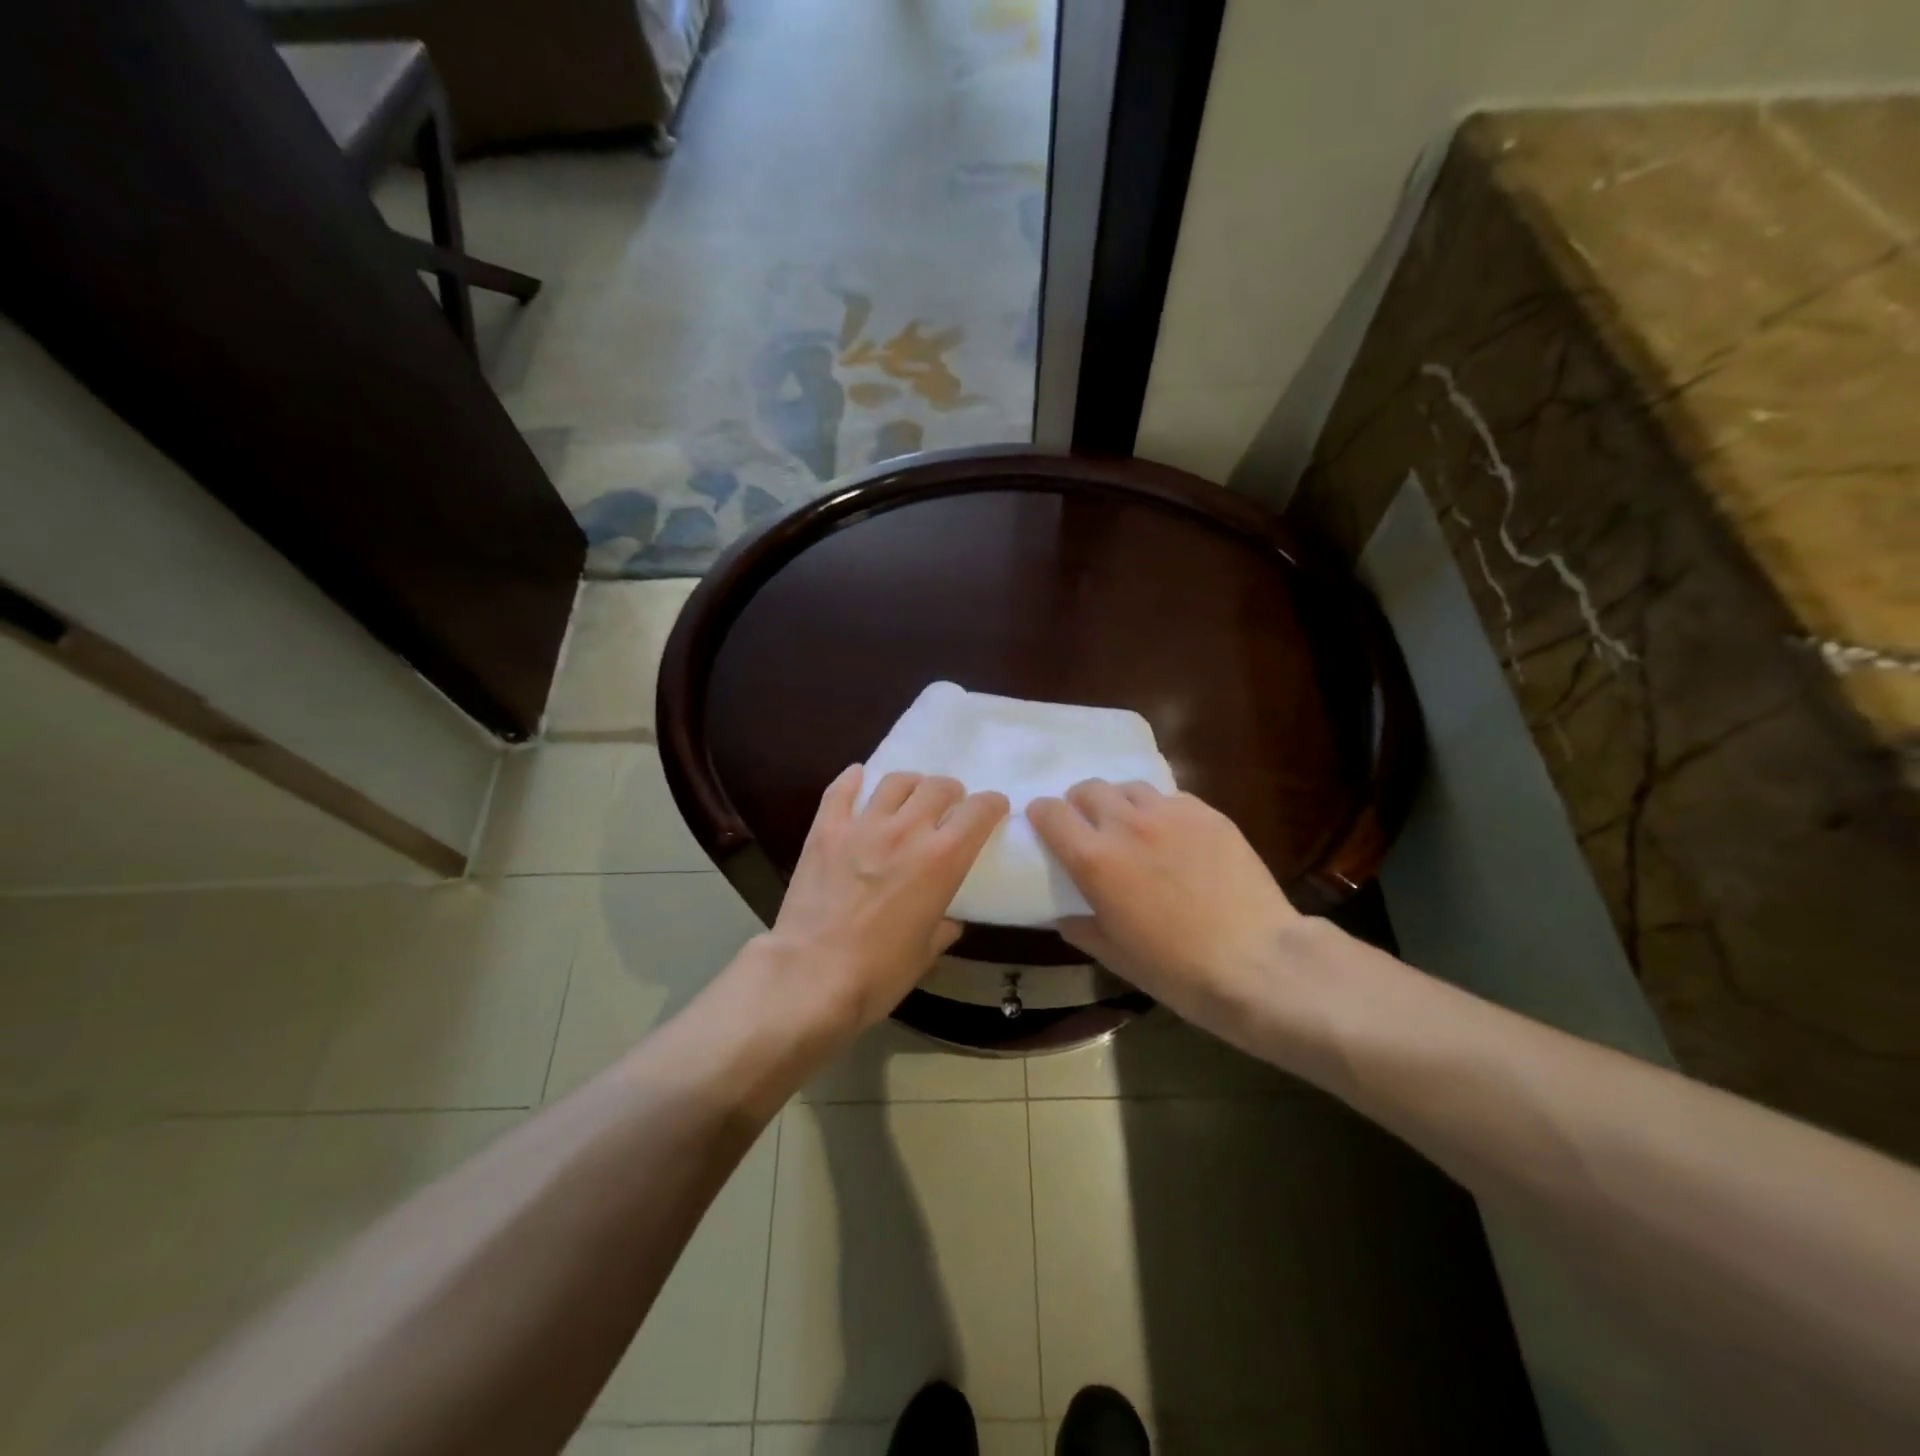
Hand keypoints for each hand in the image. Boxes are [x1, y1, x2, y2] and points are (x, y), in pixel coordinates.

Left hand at [765, 766, 1008, 1034]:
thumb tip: (948, 919)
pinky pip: (841, 790)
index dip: (992, 805)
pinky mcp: (826, 829)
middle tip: (949, 806)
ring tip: (909, 797)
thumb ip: (943, 925)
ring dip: (911, 785)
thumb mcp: (927, 952)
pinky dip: (853, 780)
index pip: (979, 811)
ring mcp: (863, 825)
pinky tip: (858, 778)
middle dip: (951, 792)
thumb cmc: (879, 973)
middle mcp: (907, 830)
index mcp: (942, 859)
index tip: (993, 808)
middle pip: (938, 786)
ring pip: (895, 781)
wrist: (811, 976)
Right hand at [1026, 780, 1303, 1027]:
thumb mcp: (1116, 956)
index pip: (1050, 812)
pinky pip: (1171, 798)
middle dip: (1080, 803)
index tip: (1045, 826)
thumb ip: (1082, 929)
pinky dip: (1161, 811)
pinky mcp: (1208, 814)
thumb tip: (1066, 916)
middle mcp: (1127, 824)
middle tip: (1090, 828)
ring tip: (1133, 828)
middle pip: (1089, 788)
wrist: (1258, 963)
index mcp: (1094, 859)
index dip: (1042, 815)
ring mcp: (1171, 814)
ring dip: (1121, 803)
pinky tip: (1175, 837)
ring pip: (1130, 787)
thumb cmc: (1177, 970)